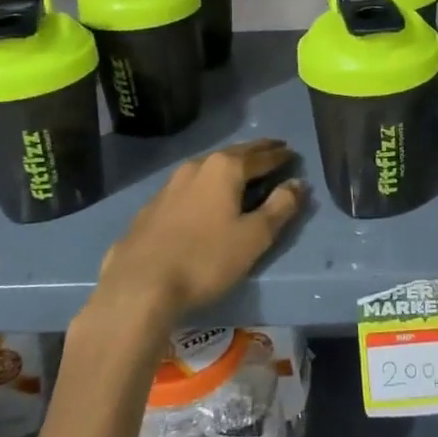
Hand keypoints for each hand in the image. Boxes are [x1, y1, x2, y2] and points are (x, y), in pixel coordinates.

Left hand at [98, 139, 304, 326]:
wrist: (138, 286)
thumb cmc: (205, 259)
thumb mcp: (254, 236)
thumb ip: (280, 207)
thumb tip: (298, 183)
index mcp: (224, 169)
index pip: (261, 156)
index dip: (279, 156)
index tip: (292, 153)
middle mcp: (196, 167)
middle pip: (233, 154)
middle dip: (255, 152)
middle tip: (273, 150)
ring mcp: (169, 186)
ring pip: (207, 168)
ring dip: (228, 166)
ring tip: (241, 171)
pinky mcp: (151, 207)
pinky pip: (188, 187)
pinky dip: (205, 185)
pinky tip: (204, 198)